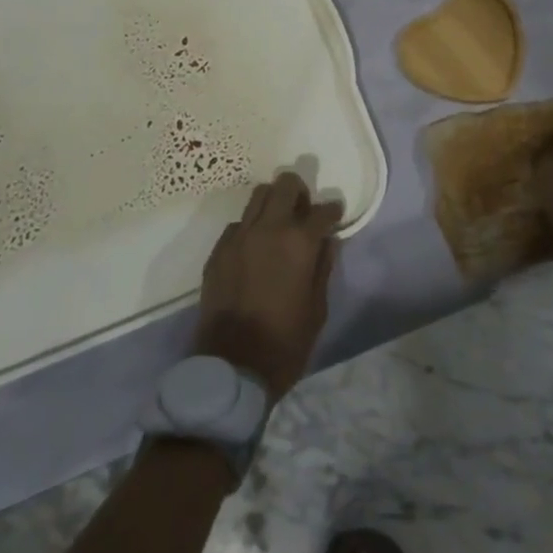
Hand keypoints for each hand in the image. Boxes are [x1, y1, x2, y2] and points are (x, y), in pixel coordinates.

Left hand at [194, 172, 342, 401]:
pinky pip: (239, 223)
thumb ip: (323, 267)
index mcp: (299, 242)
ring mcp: (238, 237)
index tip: (335, 217)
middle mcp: (268, 228)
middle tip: (304, 211)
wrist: (231, 368)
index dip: (333, 212)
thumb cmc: (285, 343)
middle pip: (285, 185)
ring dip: (273, 202)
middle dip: (299, 192)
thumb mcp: (317, 308)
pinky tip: (255, 247)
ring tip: (279, 222)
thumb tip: (327, 241)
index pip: (323, 210)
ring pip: (258, 195)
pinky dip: (251, 226)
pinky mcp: (218, 251)